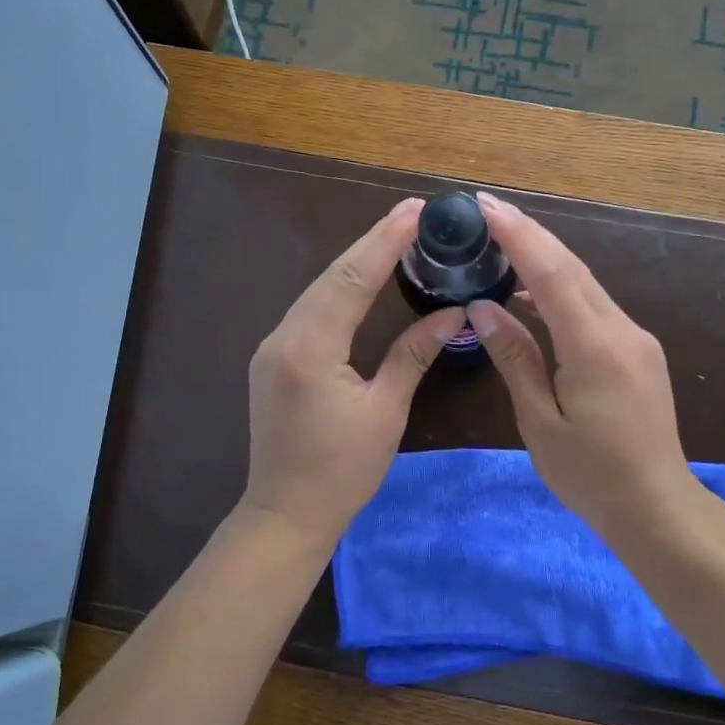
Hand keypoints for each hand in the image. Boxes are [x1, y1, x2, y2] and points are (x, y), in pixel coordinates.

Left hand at [241, 198, 465, 550]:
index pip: (352, 278)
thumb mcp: (385, 410)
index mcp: (310, 347)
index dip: (385, 241)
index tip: (415, 210)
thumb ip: (414, 354)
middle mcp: (283, 336)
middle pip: (331, 276)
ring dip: (356, 263)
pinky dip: (340, 290)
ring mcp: (273, 347)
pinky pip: (310, 312)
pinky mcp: (274, 360)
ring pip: (318, 291)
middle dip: (372, 242)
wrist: (285, 514)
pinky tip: (362, 281)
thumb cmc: (342, 471)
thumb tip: (451, 314)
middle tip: (413, 215)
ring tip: (395, 238)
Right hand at [467, 192, 700, 545]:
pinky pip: (595, 307)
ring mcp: (636, 339)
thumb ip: (514, 358)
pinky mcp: (638, 351)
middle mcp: (622, 331)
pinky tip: (534, 295)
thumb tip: (483, 308)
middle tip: (488, 210)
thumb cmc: (590, 474)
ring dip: (546, 259)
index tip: (486, 206)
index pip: (553, 274)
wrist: (655, 507)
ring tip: (503, 243)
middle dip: (530, 234)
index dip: (519, 235)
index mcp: (594, 347)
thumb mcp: (539, 421)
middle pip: (573, 268)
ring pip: (586, 285)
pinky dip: (563, 290)